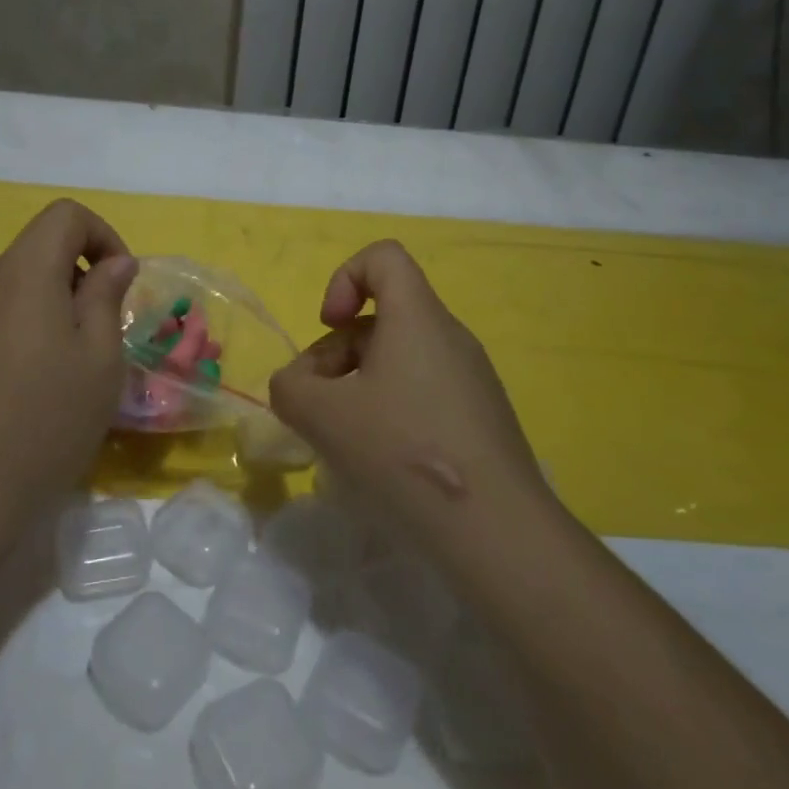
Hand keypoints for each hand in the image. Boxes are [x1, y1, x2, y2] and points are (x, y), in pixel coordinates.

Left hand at [0, 199, 137, 532]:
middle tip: (89, 344)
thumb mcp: (99, 360)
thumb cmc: (44, 422)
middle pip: (34, 256)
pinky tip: (3, 393)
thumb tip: (114, 262)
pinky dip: (1, 335)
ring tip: (46, 375)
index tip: (116, 284)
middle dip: (70, 283)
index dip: (101, 235)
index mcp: (21, 272)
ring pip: (4, 291)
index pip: (64, 216)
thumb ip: (106, 297)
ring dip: (35, 312)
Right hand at [268, 240, 547, 556]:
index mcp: (417, 318)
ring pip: (400, 358)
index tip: (329, 326)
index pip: (383, 257)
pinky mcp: (481, 416)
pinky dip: (391, 411)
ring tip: (345, 439)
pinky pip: (424, 391)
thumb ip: (290, 388)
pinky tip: (383, 461)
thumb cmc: (404, 452)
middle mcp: (449, 336)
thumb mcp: (322, 415)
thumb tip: (296, 386)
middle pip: (382, 316)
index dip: (345, 278)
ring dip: (360, 385)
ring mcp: (471, 378)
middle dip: (338, 352)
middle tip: (320, 405)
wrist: (499, 531)